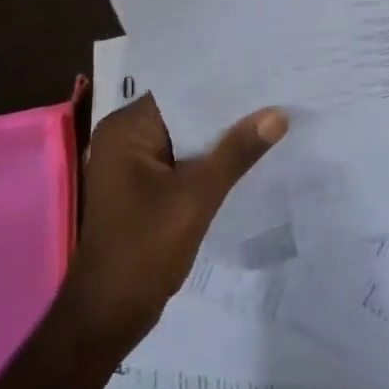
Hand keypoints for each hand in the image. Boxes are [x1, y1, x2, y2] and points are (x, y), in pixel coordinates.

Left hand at [64, 95, 286, 356]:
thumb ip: (236, 152)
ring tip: (271, 117)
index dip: (222, 83)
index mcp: (125, 129)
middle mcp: (125, 138)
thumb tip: (278, 114)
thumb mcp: (196, 197)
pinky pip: (183, 159)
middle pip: (185, 113)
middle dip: (227, 110)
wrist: (110, 316)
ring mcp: (134, 164)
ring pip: (187, 137)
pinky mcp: (145, 187)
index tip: (264, 72)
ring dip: (221, 136)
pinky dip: (210, 158)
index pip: (181, 90)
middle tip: (276, 93)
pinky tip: (248, 155)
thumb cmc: (144, 249)